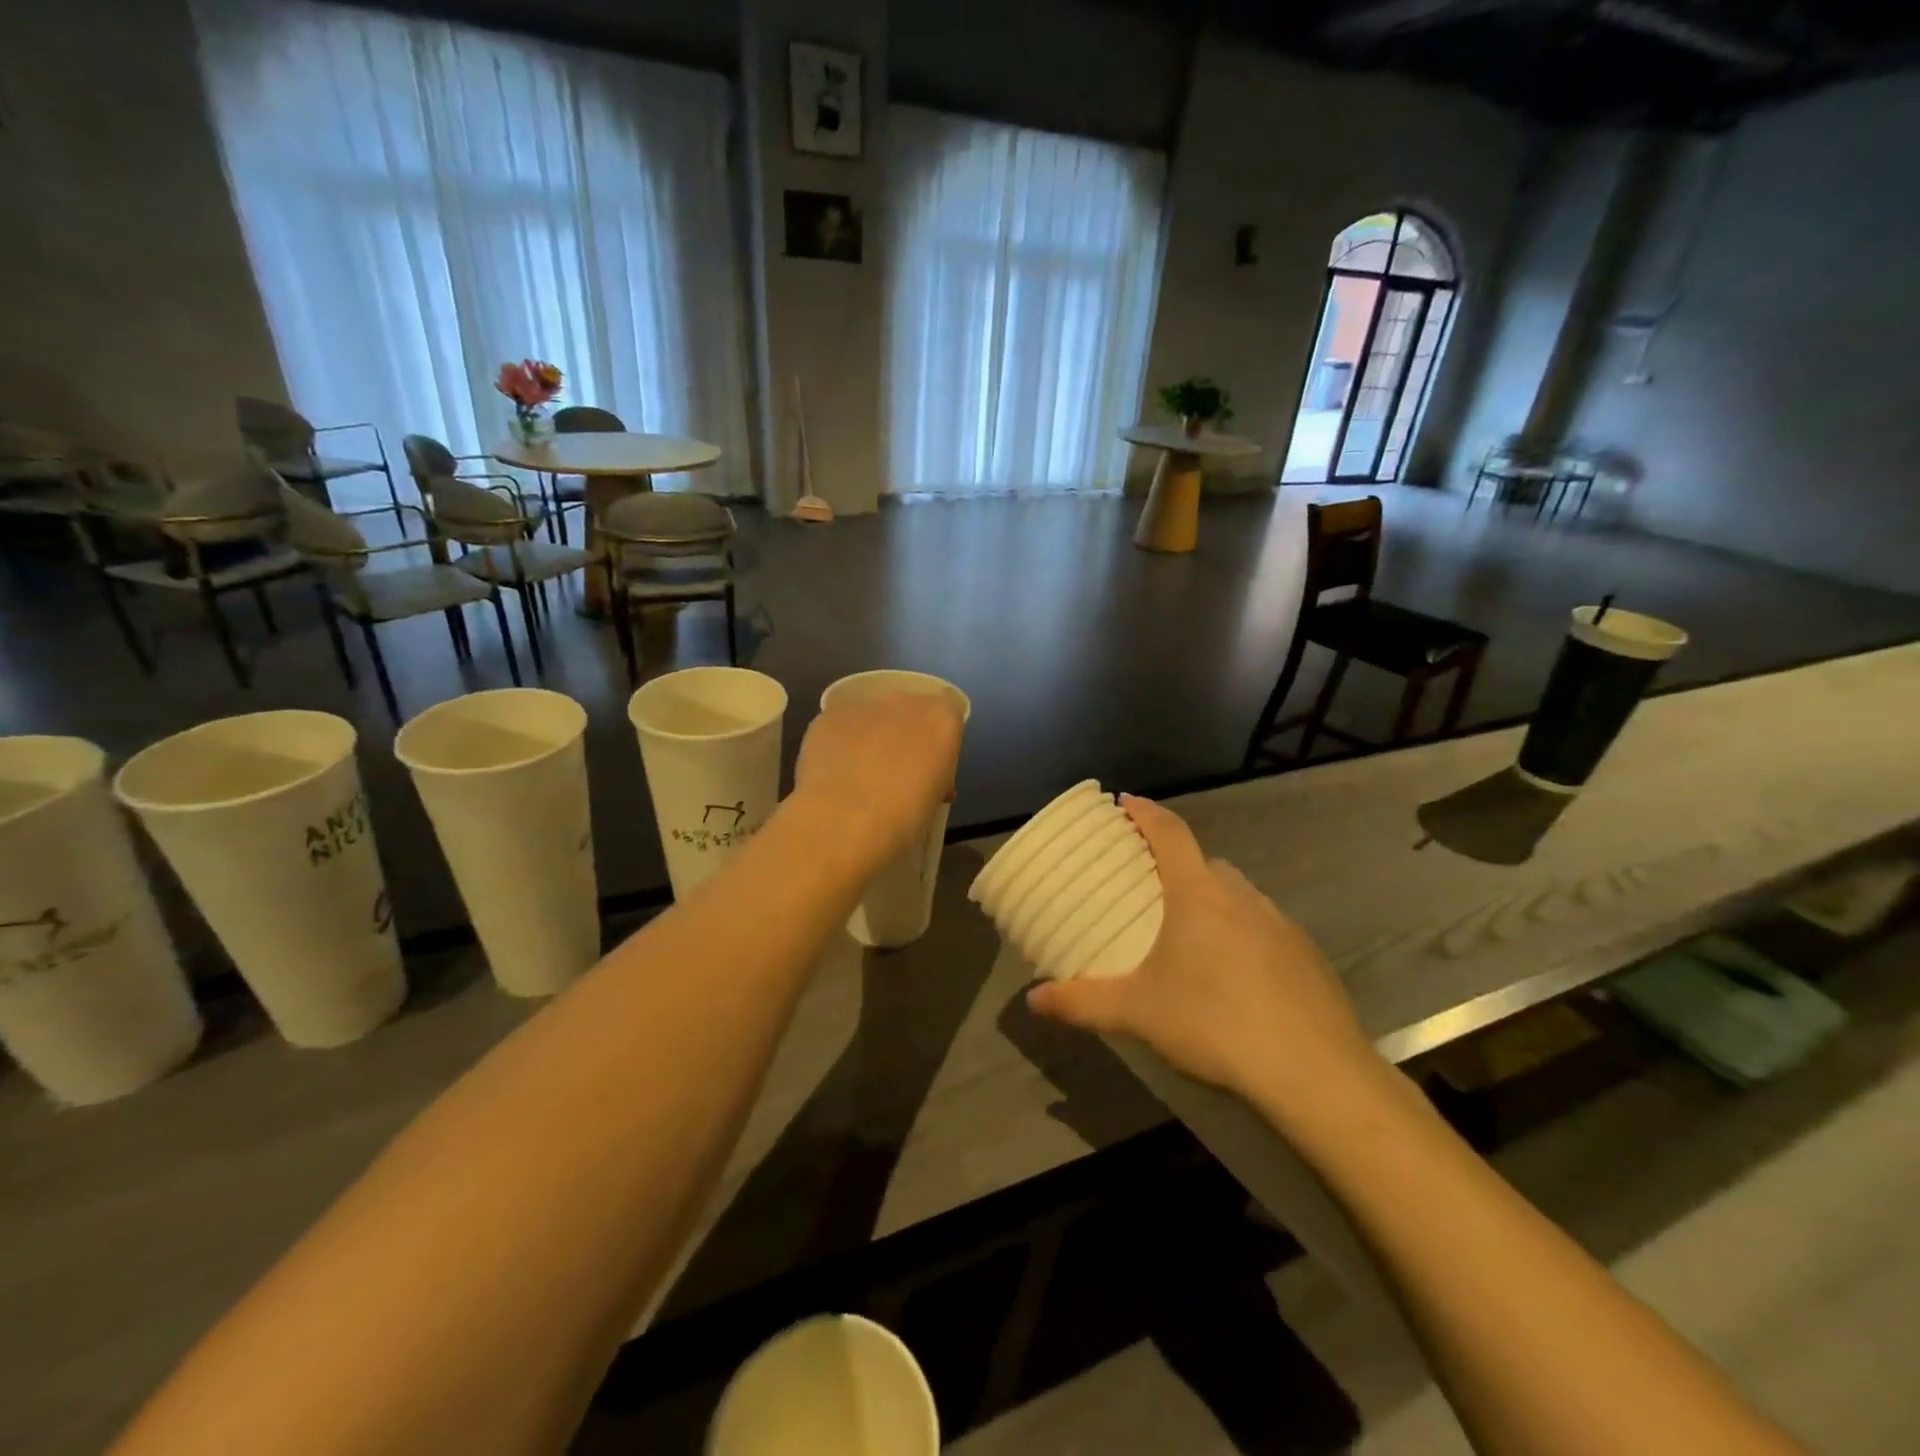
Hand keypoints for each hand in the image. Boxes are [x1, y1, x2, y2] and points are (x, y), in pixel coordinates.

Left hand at [793, 690, 964, 871]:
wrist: (843, 823)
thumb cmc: (903, 820)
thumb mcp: (935, 800)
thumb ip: (935, 776)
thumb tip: (925, 779)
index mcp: (941, 720)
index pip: (949, 710)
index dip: (939, 737)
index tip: (931, 765)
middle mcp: (904, 702)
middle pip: (908, 708)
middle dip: (903, 732)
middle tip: (894, 770)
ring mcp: (862, 706)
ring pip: (871, 715)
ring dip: (869, 736)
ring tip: (857, 774)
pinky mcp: (827, 716)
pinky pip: (840, 726)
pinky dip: (839, 742)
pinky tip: (833, 773)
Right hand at [1027, 796, 1385, 1118]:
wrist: (1315, 1073)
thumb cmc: (1214, 1024)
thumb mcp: (1137, 1013)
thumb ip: (1081, 1002)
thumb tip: (1033, 1000)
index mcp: (1198, 893)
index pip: (1169, 831)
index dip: (1145, 812)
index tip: (1124, 802)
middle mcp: (1241, 895)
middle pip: (1203, 862)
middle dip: (1174, 862)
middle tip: (1147, 884)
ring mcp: (1280, 922)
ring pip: (1236, 894)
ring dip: (1210, 899)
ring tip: (1186, 932)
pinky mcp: (1307, 954)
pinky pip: (1263, 925)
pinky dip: (1241, 931)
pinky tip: (1233, 974)